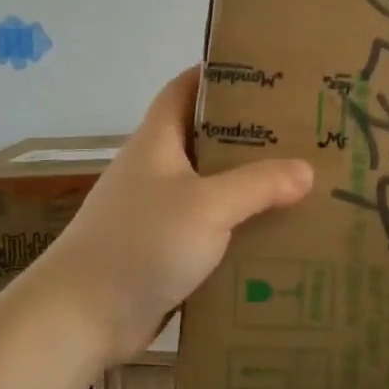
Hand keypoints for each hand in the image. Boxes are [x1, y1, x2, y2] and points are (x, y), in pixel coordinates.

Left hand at [45, 67, 313, 360]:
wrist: (82, 316)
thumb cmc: (141, 243)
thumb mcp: (207, 206)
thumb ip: (258, 185)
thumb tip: (306, 171)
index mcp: (157, 141)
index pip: (183, 88)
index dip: (216, 74)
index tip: (262, 72)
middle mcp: (155, 169)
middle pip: (204, 137)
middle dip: (247, 132)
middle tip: (298, 131)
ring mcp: (157, 211)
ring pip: (210, 185)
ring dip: (246, 184)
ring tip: (297, 181)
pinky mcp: (163, 249)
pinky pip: (208, 227)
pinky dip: (236, 226)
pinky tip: (272, 234)